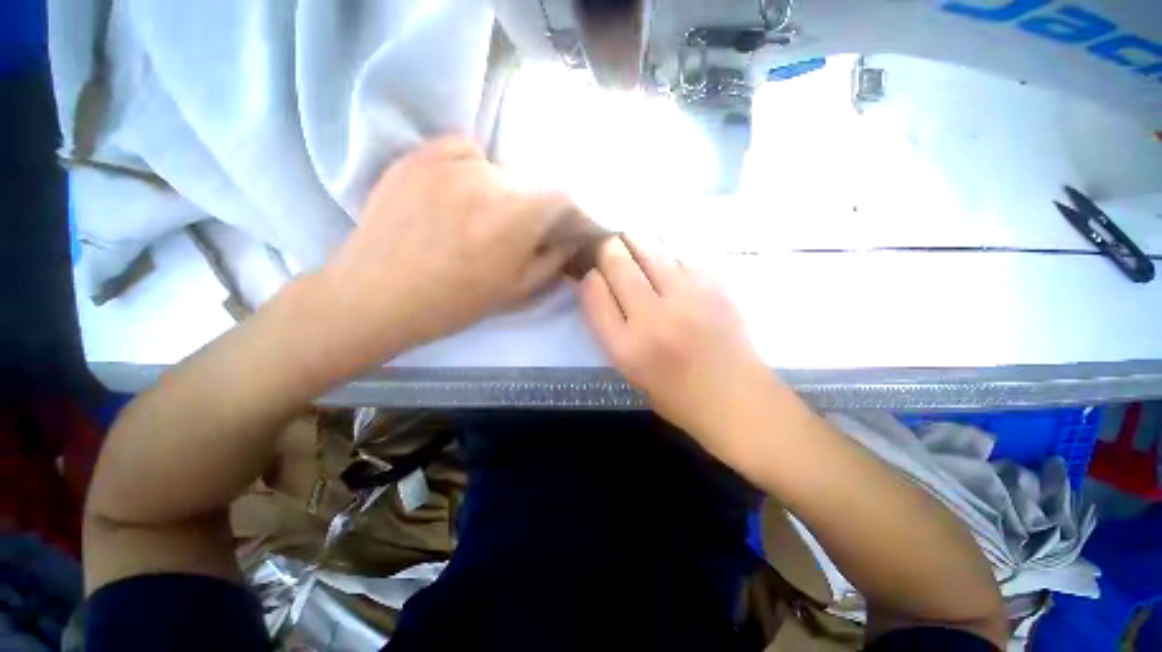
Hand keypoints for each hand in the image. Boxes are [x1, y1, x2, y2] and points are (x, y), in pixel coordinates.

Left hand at [316, 138, 586, 368]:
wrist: (379, 295)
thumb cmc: (455, 302)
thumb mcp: (517, 290)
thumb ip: (553, 259)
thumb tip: (570, 237)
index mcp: (517, 218)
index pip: (563, 200)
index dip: (569, 214)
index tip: (564, 229)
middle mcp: (489, 180)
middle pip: (527, 188)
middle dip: (529, 212)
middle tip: (509, 236)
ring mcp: (450, 162)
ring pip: (496, 172)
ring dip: (498, 194)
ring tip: (474, 219)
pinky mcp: (419, 155)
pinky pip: (463, 151)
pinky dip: (470, 168)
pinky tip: (455, 194)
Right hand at [578, 235, 777, 458]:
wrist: (735, 398)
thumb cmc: (676, 393)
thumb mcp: (629, 370)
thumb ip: (611, 328)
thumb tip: (601, 286)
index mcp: (626, 347)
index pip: (594, 292)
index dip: (589, 276)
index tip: (593, 273)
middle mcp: (652, 318)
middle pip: (618, 264)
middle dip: (607, 248)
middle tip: (609, 247)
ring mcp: (685, 298)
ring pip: (649, 248)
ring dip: (634, 239)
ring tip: (632, 239)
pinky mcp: (712, 286)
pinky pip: (681, 250)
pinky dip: (665, 244)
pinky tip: (662, 248)